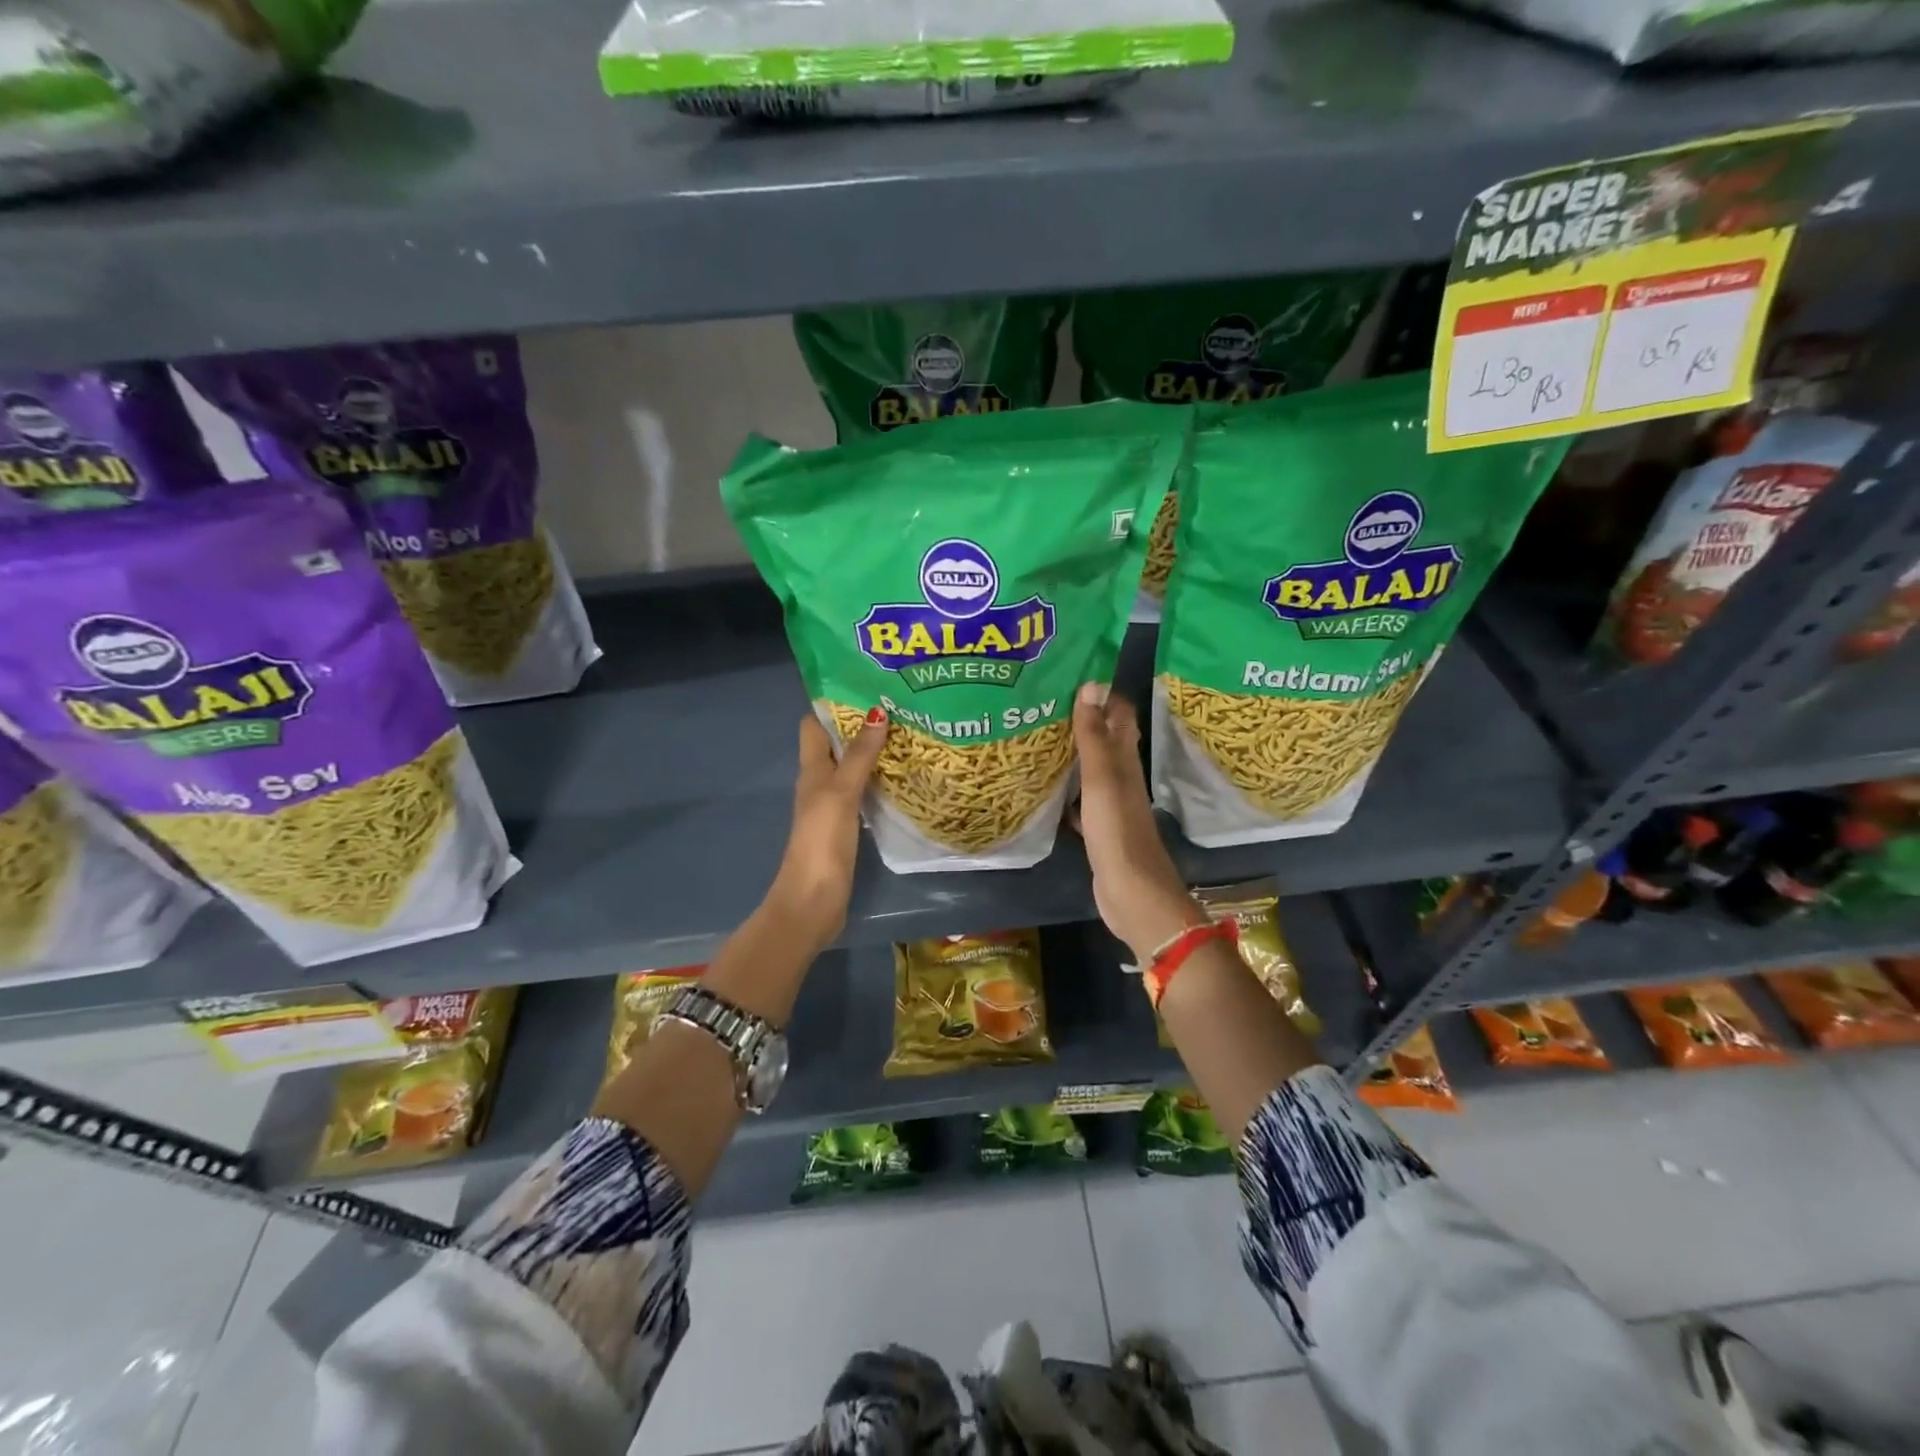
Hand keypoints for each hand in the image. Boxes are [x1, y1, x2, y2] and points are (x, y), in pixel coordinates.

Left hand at [768, 708, 887, 950]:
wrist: (813, 900)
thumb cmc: (821, 841)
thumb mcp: (840, 792)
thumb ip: (859, 755)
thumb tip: (877, 711)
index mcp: (812, 770)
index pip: (814, 725)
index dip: (833, 703)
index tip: (864, 684)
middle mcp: (820, 782)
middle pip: (837, 744)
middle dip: (862, 724)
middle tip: (900, 705)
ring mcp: (834, 806)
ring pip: (853, 768)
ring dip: (873, 751)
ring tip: (909, 732)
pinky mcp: (848, 826)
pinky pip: (864, 792)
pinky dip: (880, 780)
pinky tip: (904, 775)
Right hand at [1070, 684, 1203, 962]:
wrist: (1132, 893)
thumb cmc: (1118, 831)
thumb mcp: (1102, 779)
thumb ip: (1095, 736)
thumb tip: (1092, 684)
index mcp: (1125, 761)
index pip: (1119, 714)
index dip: (1101, 693)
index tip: (1070, 673)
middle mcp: (1121, 777)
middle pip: (1104, 739)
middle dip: (1081, 718)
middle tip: (1044, 701)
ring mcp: (1110, 804)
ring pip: (1090, 769)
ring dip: (1071, 753)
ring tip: (1038, 734)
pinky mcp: (1099, 829)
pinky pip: (1080, 799)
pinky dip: (1066, 789)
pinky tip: (1044, 787)